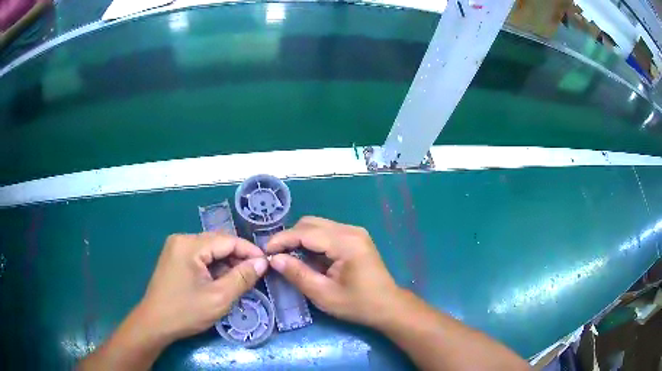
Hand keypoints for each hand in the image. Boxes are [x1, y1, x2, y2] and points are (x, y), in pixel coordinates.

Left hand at [136, 232, 267, 341]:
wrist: (154, 323)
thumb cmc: (185, 312)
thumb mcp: (219, 298)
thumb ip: (242, 277)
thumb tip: (262, 262)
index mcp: (190, 245)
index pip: (227, 240)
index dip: (249, 251)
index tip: (267, 264)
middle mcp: (182, 240)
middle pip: (218, 243)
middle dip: (238, 258)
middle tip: (256, 275)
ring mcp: (176, 248)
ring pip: (210, 250)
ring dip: (226, 263)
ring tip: (241, 280)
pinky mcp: (174, 258)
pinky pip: (200, 257)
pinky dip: (214, 267)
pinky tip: (222, 281)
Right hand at [266, 216, 401, 327]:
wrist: (388, 306)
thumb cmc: (358, 304)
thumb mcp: (324, 294)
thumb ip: (298, 274)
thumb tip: (274, 259)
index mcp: (346, 243)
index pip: (306, 232)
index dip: (282, 240)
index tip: (265, 251)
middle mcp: (351, 230)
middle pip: (311, 223)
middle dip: (290, 237)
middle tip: (275, 255)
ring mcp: (354, 232)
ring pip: (317, 225)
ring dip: (300, 238)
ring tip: (287, 257)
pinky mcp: (355, 237)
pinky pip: (327, 232)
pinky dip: (312, 241)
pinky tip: (306, 257)